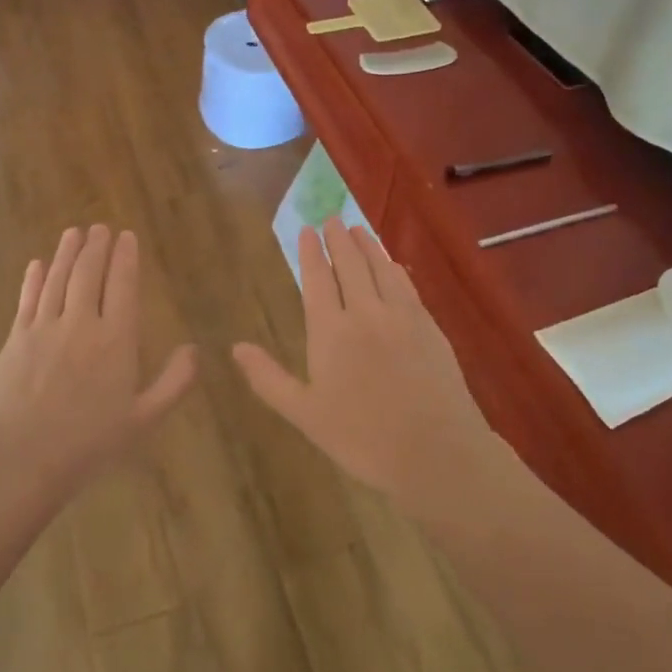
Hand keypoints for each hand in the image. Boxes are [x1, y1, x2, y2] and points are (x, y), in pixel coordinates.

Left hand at [0, 225, 195, 485]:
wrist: (22, 457)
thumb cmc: (90, 442)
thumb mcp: (144, 419)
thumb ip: (174, 382)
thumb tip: (195, 350)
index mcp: (116, 339)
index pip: (122, 285)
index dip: (126, 258)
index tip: (127, 236)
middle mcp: (81, 323)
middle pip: (88, 274)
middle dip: (96, 247)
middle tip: (100, 227)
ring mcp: (44, 328)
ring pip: (57, 279)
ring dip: (66, 253)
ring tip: (73, 232)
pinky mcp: (16, 339)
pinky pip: (27, 299)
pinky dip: (33, 279)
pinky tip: (37, 265)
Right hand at [233, 219, 505, 513]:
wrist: (435, 452)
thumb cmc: (362, 439)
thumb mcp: (305, 414)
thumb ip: (268, 378)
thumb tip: (236, 347)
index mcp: (330, 332)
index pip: (317, 280)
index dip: (311, 253)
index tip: (307, 230)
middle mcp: (365, 313)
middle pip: (350, 265)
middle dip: (339, 240)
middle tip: (332, 219)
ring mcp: (401, 316)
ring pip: (380, 269)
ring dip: (368, 246)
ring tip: (358, 229)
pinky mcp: (429, 326)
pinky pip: (407, 286)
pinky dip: (394, 268)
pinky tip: (392, 264)